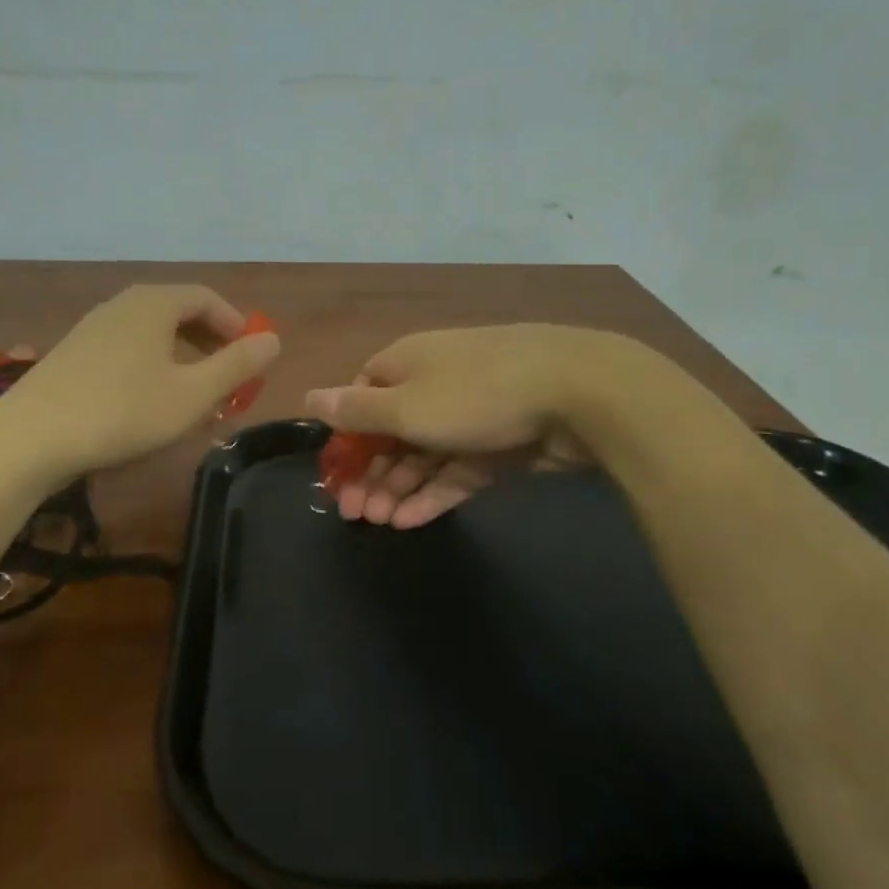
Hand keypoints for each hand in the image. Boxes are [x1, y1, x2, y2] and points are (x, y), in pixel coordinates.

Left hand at [0, 285, 280, 484]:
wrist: (30, 437)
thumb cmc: (122, 412)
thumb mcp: (192, 395)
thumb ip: (237, 366)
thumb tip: (273, 340)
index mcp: (154, 303)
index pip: (206, 298)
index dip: (236, 324)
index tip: (252, 357)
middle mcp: (123, 304)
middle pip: (178, 311)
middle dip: (210, 342)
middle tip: (228, 378)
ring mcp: (93, 327)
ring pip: (152, 332)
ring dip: (181, 357)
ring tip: (194, 394)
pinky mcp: (73, 353)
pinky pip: (127, 348)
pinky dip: (152, 366)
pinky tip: (149, 402)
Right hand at [305, 325, 619, 528]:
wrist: (579, 392)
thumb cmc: (475, 393)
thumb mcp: (406, 405)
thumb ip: (356, 409)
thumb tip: (309, 396)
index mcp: (404, 364)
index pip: (360, 398)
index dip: (346, 437)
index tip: (336, 475)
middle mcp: (432, 384)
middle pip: (390, 431)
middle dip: (370, 472)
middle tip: (355, 515)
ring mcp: (469, 415)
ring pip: (423, 455)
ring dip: (398, 488)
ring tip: (380, 523)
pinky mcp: (499, 444)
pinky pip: (456, 470)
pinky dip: (433, 494)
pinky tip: (410, 522)